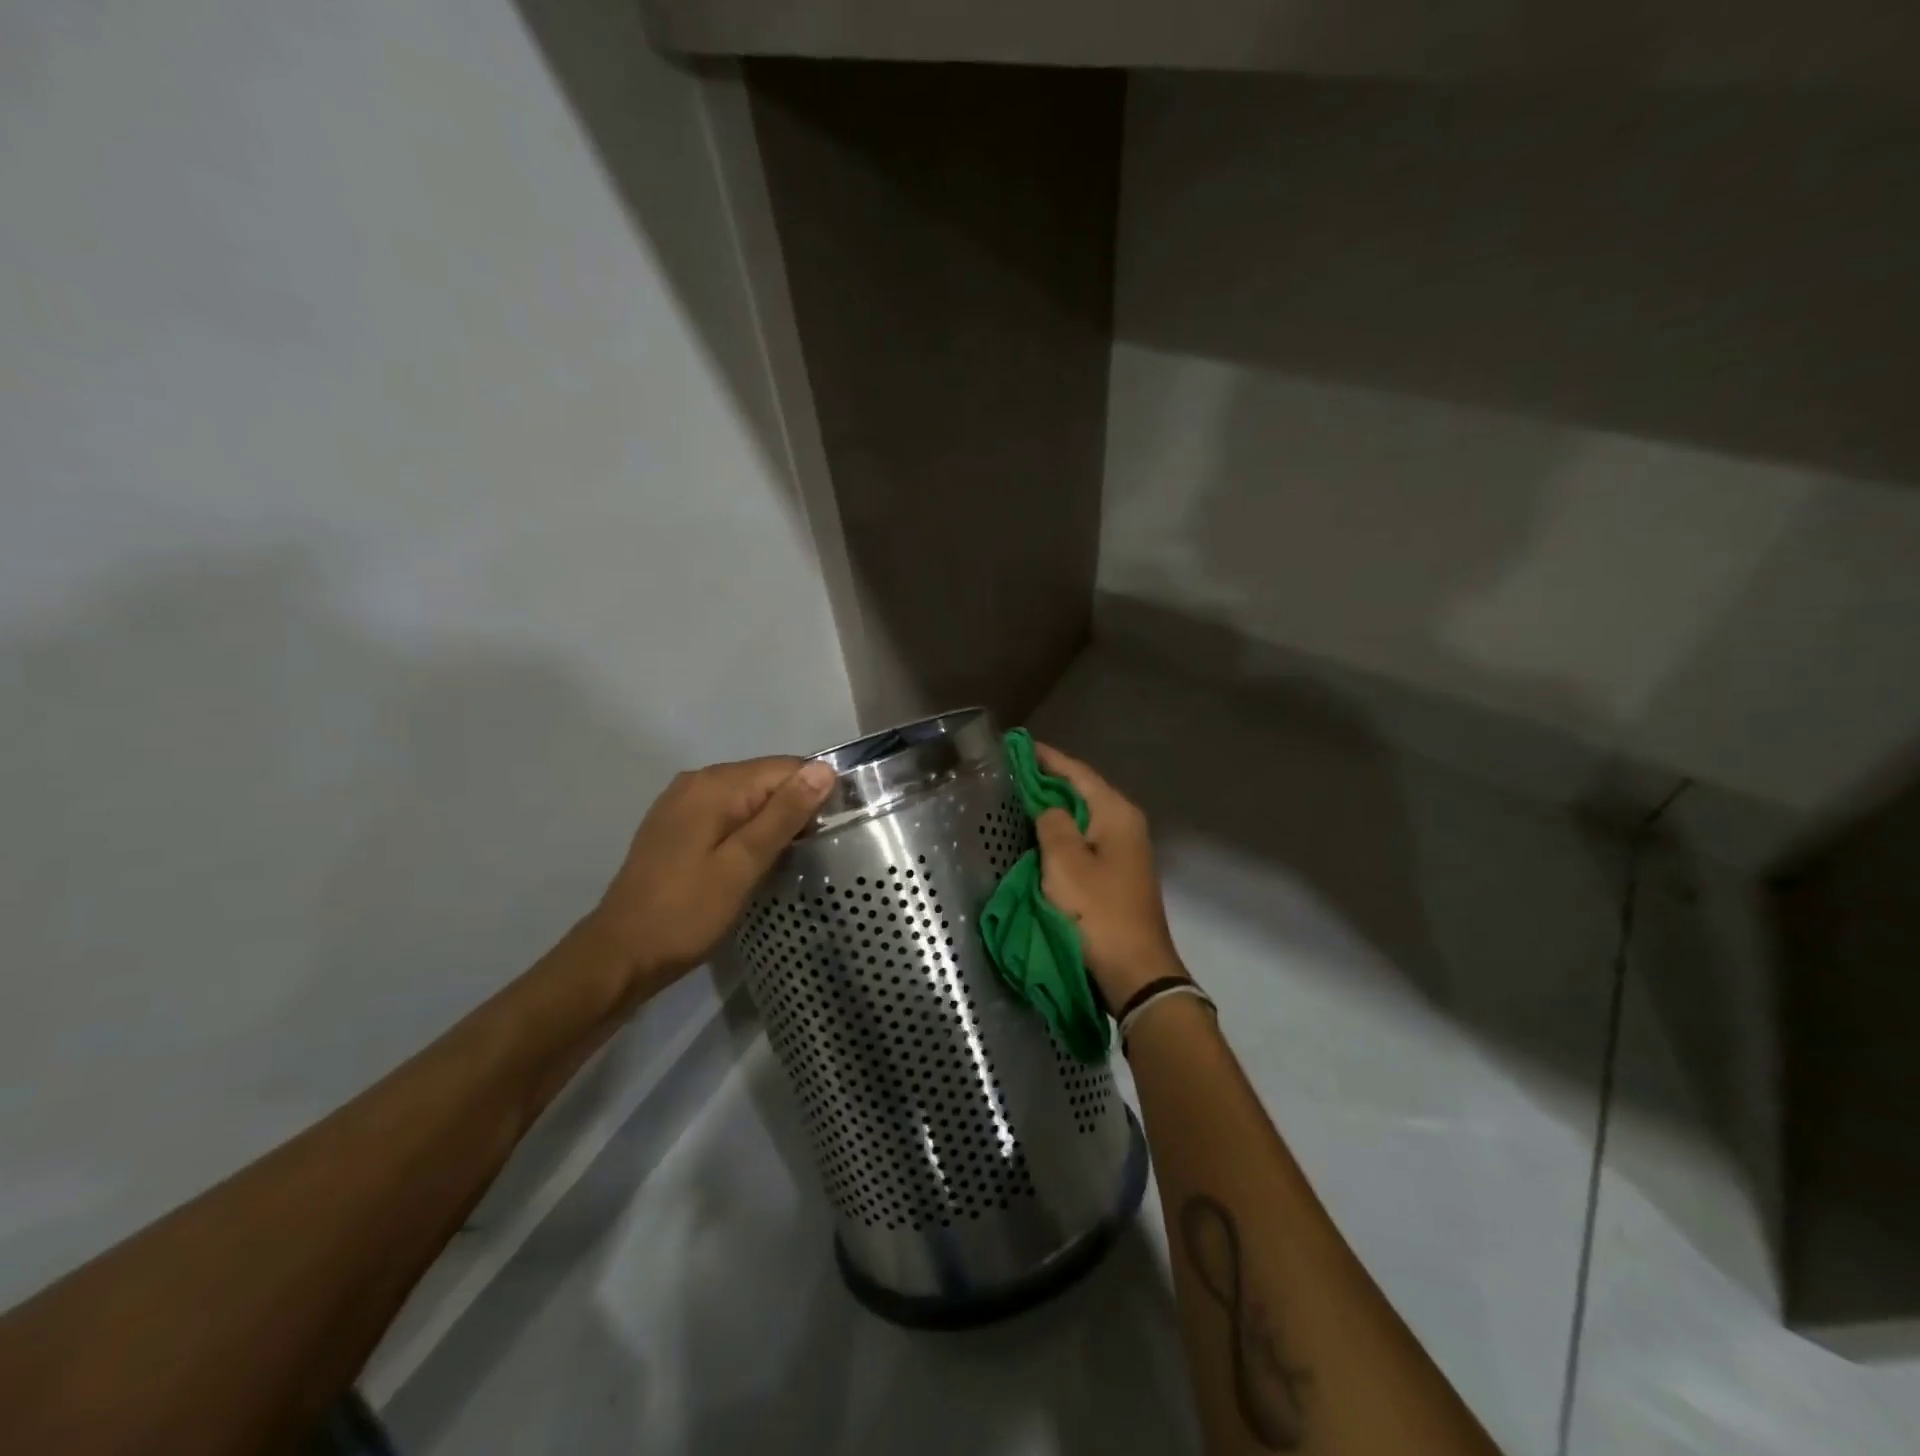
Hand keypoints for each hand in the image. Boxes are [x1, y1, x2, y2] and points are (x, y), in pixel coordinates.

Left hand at [588, 756, 835, 999]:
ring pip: (748, 797)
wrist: (621, 954)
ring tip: (786, 859)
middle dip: (794, 808)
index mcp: (716, 784)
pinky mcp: (676, 824)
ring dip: (772, 821)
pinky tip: (752, 859)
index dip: (814, 794)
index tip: (829, 832)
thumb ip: (784, 814)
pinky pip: (727, 812)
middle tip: (809, 852)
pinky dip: (747, 829)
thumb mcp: (744, 864)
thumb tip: (823, 770)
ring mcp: (682, 802)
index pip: (786, 767)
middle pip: (766, 779)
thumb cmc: (688, 912)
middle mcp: (698, 780)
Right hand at [1032, 742, 1185, 1008]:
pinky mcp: (1118, 873)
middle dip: (1049, 779)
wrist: (1135, 970)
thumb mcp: (1064, 862)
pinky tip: (1042, 834)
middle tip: (1012, 771)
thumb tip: (1047, 807)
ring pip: (1084, 816)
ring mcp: (1125, 850)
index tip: (1017, 745)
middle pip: (1083, 791)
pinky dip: (1063, 831)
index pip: (1078, 772)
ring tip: (1020, 797)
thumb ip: (1052, 823)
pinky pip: (1085, 838)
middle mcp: (1125, 824)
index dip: (1047, 758)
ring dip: (1055, 806)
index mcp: (1116, 813)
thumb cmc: (1097, 911)